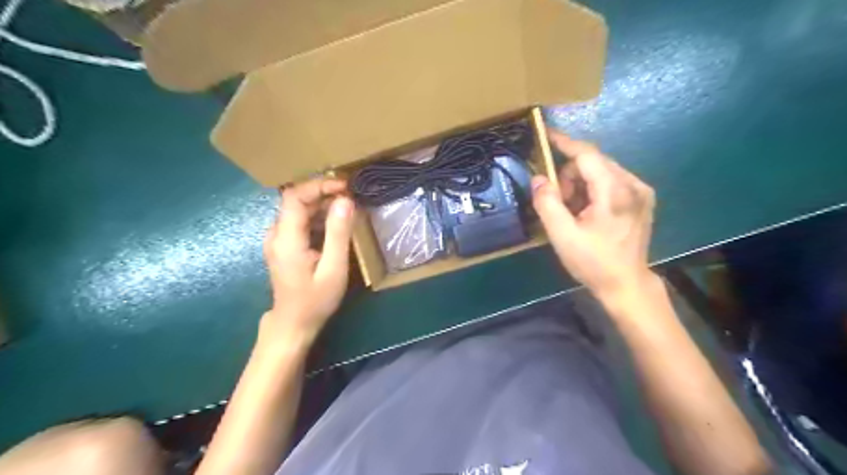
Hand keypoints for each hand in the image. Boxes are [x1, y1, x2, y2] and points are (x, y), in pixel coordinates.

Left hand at [263, 178, 356, 344]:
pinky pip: (300, 221)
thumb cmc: (315, 300)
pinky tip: (336, 223)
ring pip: (299, 210)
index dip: (318, 185)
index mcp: (286, 239)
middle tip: (352, 196)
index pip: (295, 197)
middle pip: (296, 201)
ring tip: (348, 207)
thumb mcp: (333, 269)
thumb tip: (345, 201)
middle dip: (324, 193)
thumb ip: (338, 234)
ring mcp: (277, 239)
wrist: (293, 323)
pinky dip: (318, 216)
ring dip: (323, 204)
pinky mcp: (283, 245)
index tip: (344, 186)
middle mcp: (276, 234)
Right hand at [530, 129, 657, 297]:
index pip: (587, 154)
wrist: (625, 284)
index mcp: (615, 192)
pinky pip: (610, 181)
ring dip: (580, 185)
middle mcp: (633, 184)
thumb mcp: (562, 235)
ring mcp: (641, 190)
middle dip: (569, 177)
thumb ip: (547, 203)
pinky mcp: (642, 198)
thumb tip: (539, 178)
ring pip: (600, 171)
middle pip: (592, 162)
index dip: (564, 142)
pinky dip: (593, 190)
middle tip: (560, 204)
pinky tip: (588, 212)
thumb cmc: (593, 262)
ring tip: (574, 212)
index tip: (545, 134)